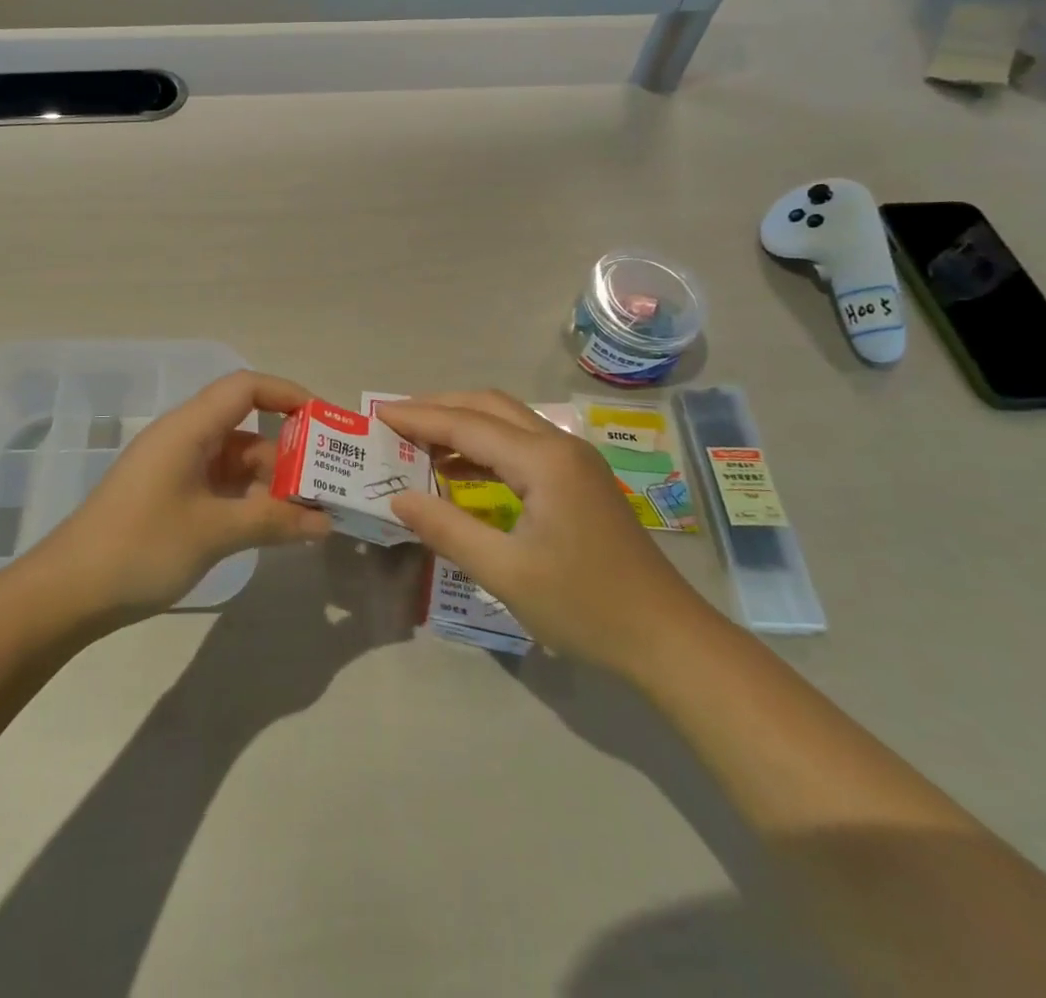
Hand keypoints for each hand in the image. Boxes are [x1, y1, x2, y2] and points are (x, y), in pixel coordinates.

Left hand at [33, 371, 332, 618]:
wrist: (68, 592)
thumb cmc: (141, 547)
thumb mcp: (214, 532)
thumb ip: (273, 521)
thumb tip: (324, 522)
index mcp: (188, 428)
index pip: (246, 387)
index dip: (288, 395)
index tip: (326, 423)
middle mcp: (184, 438)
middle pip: (246, 426)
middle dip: (289, 450)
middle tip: (329, 480)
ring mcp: (176, 468)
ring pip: (236, 459)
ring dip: (271, 481)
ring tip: (311, 511)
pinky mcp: (171, 495)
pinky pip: (221, 484)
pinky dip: (249, 499)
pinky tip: (274, 526)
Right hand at [378, 392, 713, 671]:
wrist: (668, 639)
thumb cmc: (585, 607)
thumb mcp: (505, 573)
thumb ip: (447, 529)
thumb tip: (398, 498)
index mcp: (543, 460)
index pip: (467, 425)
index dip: (418, 418)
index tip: (377, 414)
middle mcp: (560, 445)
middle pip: (488, 407)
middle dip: (439, 408)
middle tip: (395, 421)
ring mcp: (574, 461)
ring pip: (507, 422)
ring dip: (462, 425)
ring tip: (417, 442)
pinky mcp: (579, 481)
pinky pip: (522, 447)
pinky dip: (485, 448)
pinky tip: (459, 471)